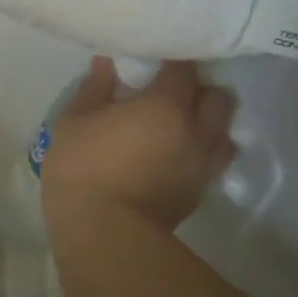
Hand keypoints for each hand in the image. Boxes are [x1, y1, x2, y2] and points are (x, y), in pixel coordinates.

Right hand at [41, 58, 234, 231]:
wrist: (103, 233)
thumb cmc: (83, 168)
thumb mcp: (73, 121)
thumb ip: (95, 88)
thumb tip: (107, 63)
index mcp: (164, 105)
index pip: (184, 69)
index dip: (173, 63)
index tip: (157, 62)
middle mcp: (194, 130)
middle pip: (217, 98)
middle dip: (201, 91)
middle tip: (173, 93)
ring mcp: (201, 164)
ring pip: (223, 133)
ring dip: (209, 124)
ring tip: (182, 125)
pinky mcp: (198, 193)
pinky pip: (213, 162)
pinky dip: (203, 152)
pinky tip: (178, 155)